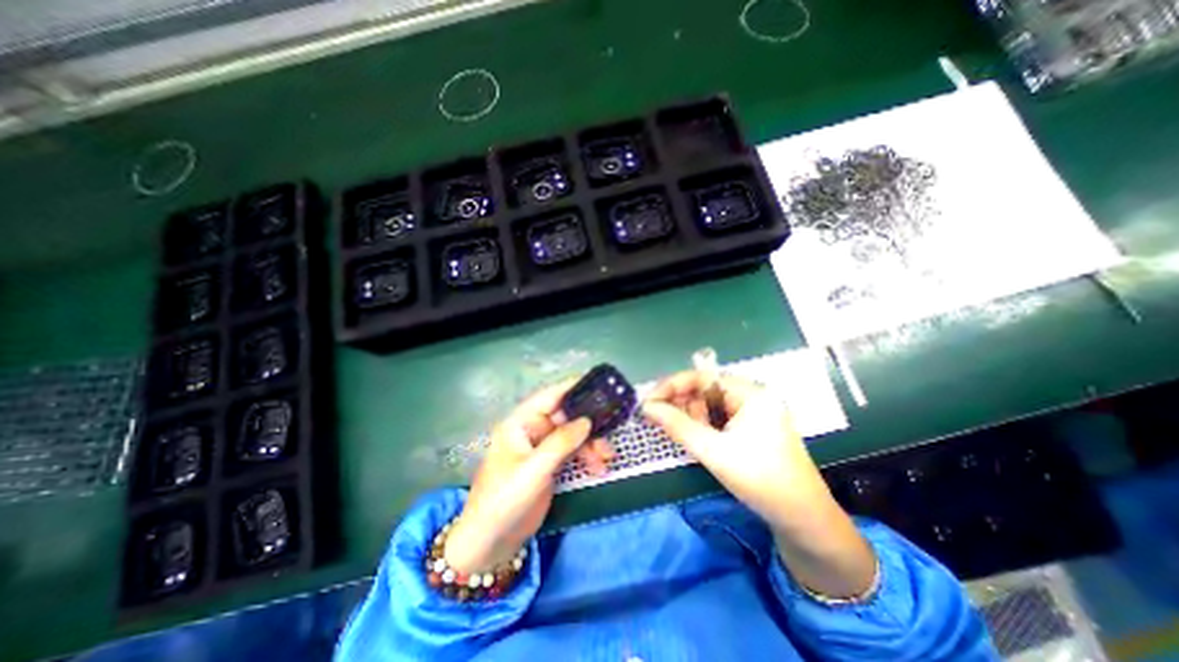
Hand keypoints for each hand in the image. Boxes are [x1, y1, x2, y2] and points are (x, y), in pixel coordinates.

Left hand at [446, 377, 618, 573]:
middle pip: (566, 416)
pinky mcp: (550, 465)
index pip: (549, 396)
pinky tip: (598, 469)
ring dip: (592, 444)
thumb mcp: (534, 470)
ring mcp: (542, 448)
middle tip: (611, 432)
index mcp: (521, 423)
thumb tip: (587, 420)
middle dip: (589, 423)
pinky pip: (573, 453)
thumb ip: (561, 443)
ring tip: (607, 458)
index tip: (599, 385)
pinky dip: (587, 457)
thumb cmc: (505, 499)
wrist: (491, 543)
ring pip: (573, 435)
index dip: (572, 387)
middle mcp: (532, 430)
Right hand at [643, 370, 877, 602]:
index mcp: (749, 393)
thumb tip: (646, 407)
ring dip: (693, 418)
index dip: (672, 386)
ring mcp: (754, 412)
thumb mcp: (712, 451)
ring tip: (688, 439)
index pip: (702, 377)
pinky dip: (705, 428)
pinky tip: (700, 442)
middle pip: (705, 390)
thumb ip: (677, 425)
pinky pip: (720, 419)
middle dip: (682, 405)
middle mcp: (752, 396)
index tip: (648, 401)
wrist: (803, 520)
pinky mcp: (753, 428)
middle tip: (660, 421)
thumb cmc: (760, 480)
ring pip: (711, 405)